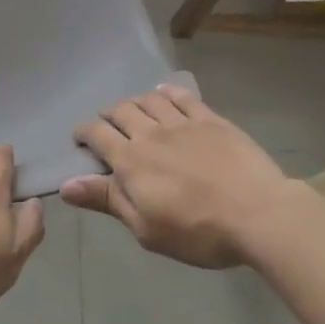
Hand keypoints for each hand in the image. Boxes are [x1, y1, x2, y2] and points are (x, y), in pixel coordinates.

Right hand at [63, 86, 297, 267]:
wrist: (258, 214)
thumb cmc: (198, 231)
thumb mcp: (146, 228)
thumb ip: (107, 200)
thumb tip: (66, 184)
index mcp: (130, 160)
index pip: (96, 133)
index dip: (83, 132)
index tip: (80, 140)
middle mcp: (151, 132)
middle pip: (120, 110)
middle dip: (108, 114)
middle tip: (107, 126)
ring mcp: (182, 122)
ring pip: (149, 99)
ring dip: (135, 102)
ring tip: (134, 111)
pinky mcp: (210, 119)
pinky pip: (182, 96)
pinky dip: (167, 91)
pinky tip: (164, 93)